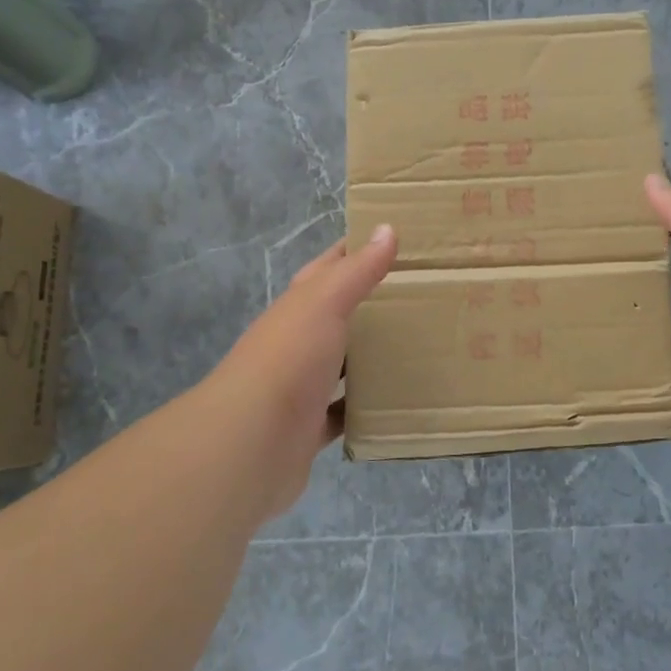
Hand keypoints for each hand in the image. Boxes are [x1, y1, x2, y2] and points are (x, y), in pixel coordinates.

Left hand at [202, 225, 396, 521]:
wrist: (250, 442)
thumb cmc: (289, 359)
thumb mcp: (324, 303)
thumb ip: (356, 271)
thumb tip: (385, 228)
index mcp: (298, 307)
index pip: (328, 268)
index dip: (356, 252)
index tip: (395, 242)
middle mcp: (297, 342)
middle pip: (337, 316)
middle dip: (372, 305)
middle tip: (421, 298)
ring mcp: (301, 386)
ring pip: (341, 364)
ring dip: (369, 356)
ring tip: (417, 347)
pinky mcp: (310, 426)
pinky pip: (344, 412)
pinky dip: (365, 407)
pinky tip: (395, 402)